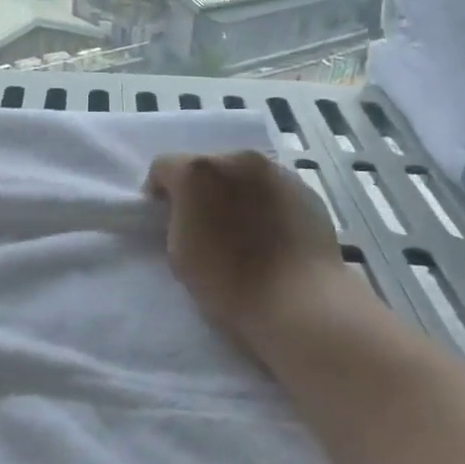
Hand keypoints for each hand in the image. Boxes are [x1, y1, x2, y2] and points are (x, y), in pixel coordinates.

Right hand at [146, 151, 365, 347]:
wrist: (298, 303)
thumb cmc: (226, 282)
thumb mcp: (179, 252)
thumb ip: (177, 220)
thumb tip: (188, 215)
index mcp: (198, 171)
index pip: (163, 167)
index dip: (158, 192)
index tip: (164, 220)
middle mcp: (238, 160)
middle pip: (206, 166)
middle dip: (199, 190)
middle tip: (203, 225)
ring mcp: (277, 172)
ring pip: (242, 176)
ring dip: (234, 194)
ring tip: (241, 231)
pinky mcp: (306, 190)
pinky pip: (272, 190)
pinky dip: (264, 204)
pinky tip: (270, 236)